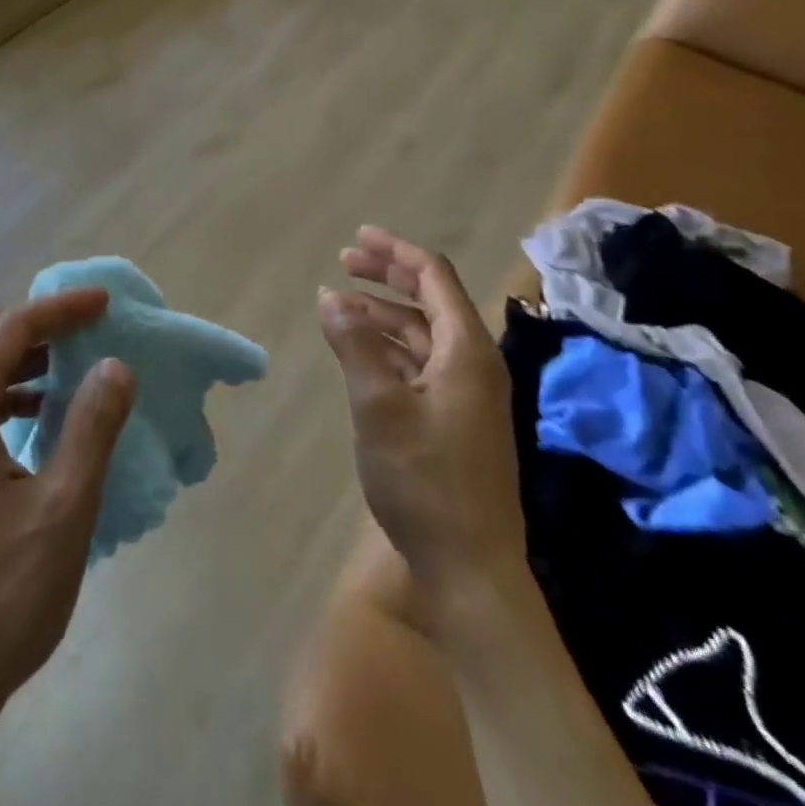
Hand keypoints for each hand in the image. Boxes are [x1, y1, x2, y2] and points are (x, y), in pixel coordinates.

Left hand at [0, 289, 137, 720]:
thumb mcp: (63, 508)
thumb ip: (92, 426)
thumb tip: (116, 364)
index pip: (13, 328)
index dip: (62, 308)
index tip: (106, 302)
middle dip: (43, 326)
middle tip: (93, 328)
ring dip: (26, 361)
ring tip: (75, 369)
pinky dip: (9, 395)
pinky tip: (40, 420)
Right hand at [320, 226, 525, 629]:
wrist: (471, 568)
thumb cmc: (425, 480)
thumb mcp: (379, 407)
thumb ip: (355, 346)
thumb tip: (330, 297)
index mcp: (467, 350)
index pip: (434, 277)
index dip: (396, 251)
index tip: (357, 237)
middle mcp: (474, 363)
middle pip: (431, 299)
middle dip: (388, 275)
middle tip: (344, 261)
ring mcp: (467, 393)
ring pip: (423, 332)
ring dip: (383, 312)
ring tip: (340, 306)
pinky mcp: (455, 419)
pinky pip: (420, 362)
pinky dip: (389, 346)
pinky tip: (360, 351)